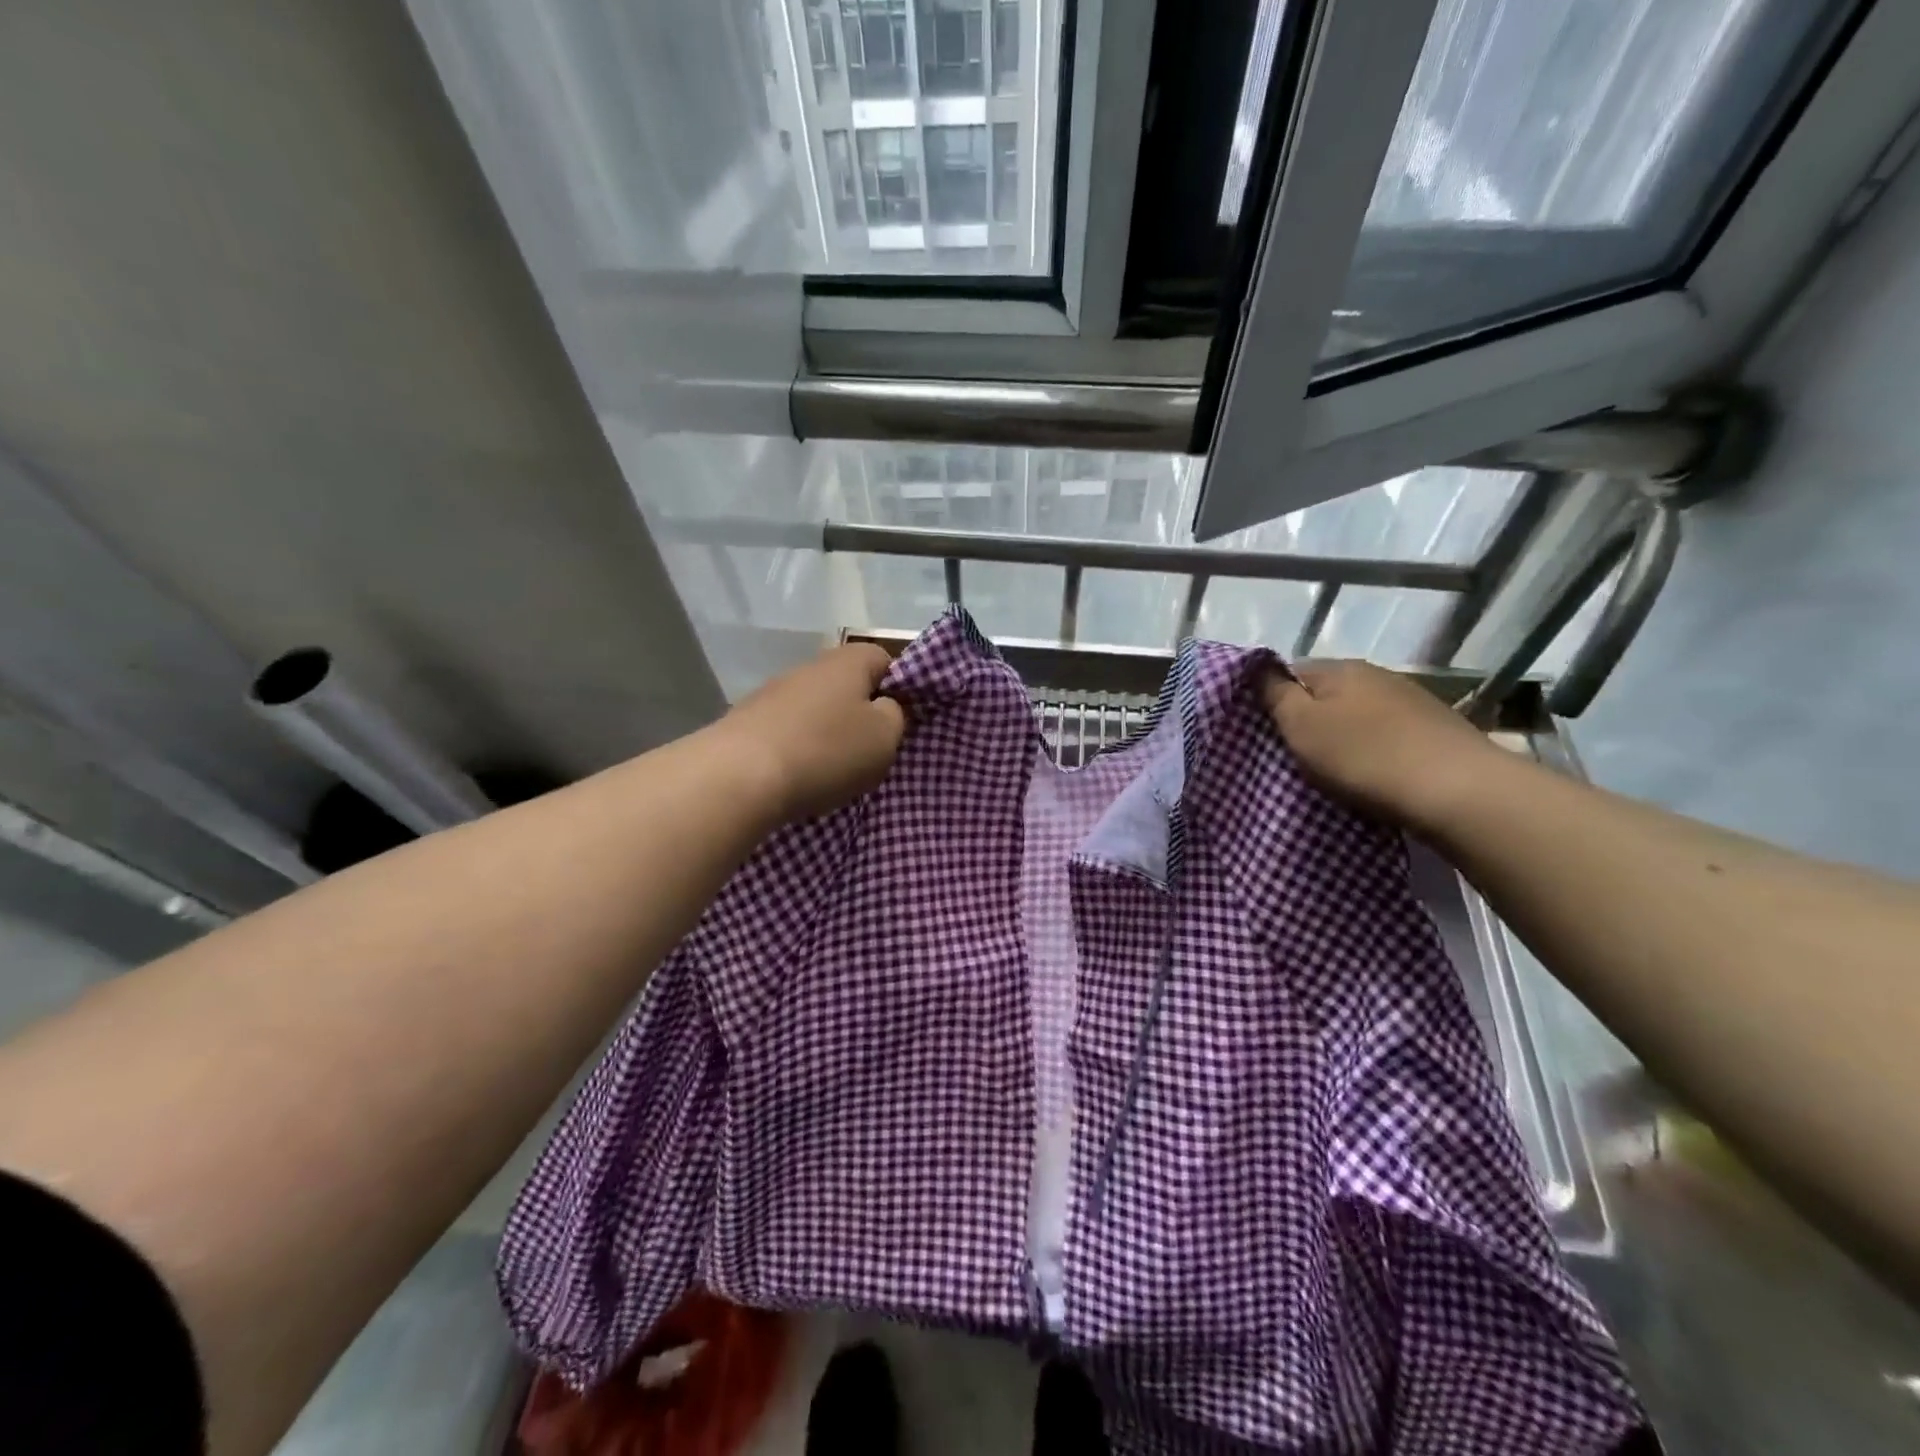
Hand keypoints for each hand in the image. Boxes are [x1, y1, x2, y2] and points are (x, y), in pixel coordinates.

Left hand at [718, 643, 906, 821]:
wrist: (739, 777)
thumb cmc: (826, 751)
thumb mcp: (884, 737)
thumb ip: (895, 715)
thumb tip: (883, 707)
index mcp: (848, 661)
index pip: (885, 659)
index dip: (899, 687)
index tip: (902, 721)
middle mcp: (809, 667)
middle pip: (847, 685)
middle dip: (860, 714)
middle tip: (872, 750)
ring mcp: (772, 693)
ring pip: (815, 709)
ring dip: (827, 733)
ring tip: (835, 770)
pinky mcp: (747, 722)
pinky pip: (787, 732)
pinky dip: (798, 750)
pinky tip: (799, 776)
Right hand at [1262, 660, 1502, 831]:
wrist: (1457, 790)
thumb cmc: (1363, 756)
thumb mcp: (1301, 726)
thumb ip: (1276, 695)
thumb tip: (1260, 669)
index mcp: (1339, 668)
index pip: (1291, 671)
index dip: (1274, 698)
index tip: (1268, 731)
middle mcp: (1376, 674)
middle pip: (1327, 693)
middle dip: (1310, 718)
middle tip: (1297, 754)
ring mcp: (1411, 700)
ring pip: (1359, 713)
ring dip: (1344, 735)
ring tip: (1335, 768)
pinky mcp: (1436, 728)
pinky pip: (1387, 733)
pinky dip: (1374, 749)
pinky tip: (1374, 772)